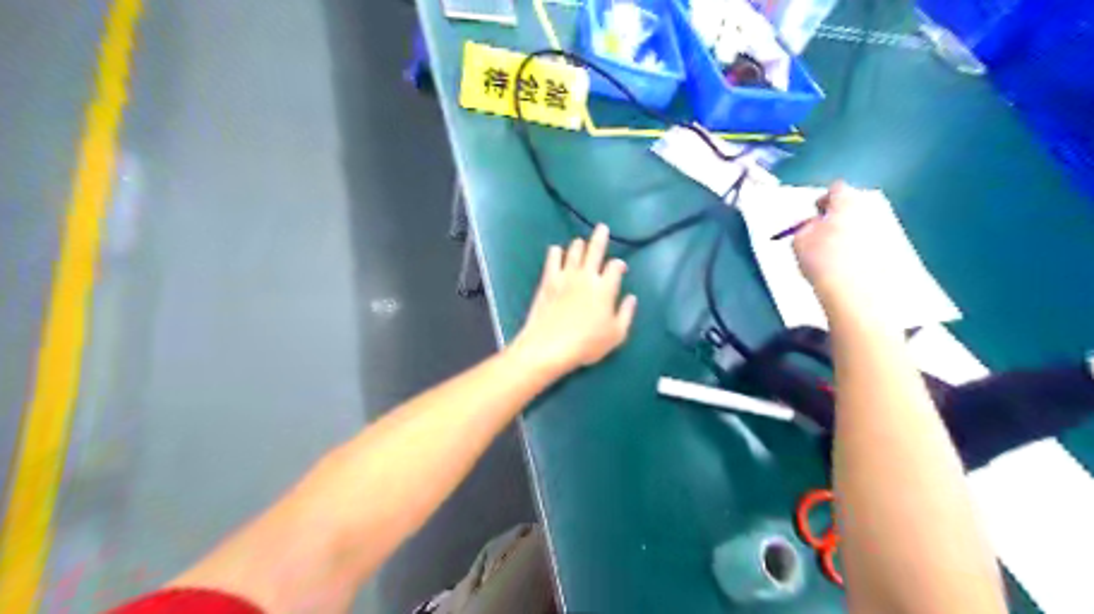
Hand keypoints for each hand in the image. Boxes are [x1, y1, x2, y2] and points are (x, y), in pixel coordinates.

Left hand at [517, 222, 642, 375]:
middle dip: (600, 237)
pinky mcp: (548, 280)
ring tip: (581, 242)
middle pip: (595, 249)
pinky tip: (557, 251)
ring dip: (579, 245)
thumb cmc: (586, 344)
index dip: (619, 264)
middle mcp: (587, 276)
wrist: (549, 346)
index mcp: (605, 288)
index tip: (620, 268)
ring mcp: (565, 276)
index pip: (615, 267)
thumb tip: (631, 298)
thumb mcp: (616, 335)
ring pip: (574, 250)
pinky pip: (553, 258)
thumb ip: (626, 314)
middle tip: (602, 227)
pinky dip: (556, 252)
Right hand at [796, 180, 887, 309]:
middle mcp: (872, 208)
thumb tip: (810, 228)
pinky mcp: (898, 249)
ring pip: (866, 225)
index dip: (822, 201)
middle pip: (854, 206)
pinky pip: (876, 245)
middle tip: (823, 235)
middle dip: (840, 217)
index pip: (835, 190)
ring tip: (835, 257)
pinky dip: (864, 252)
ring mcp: (888, 228)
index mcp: (847, 201)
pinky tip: (850, 269)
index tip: (814, 214)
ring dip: (852, 235)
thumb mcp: (799, 242)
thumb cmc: (826, 262)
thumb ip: (804, 228)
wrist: (859, 291)